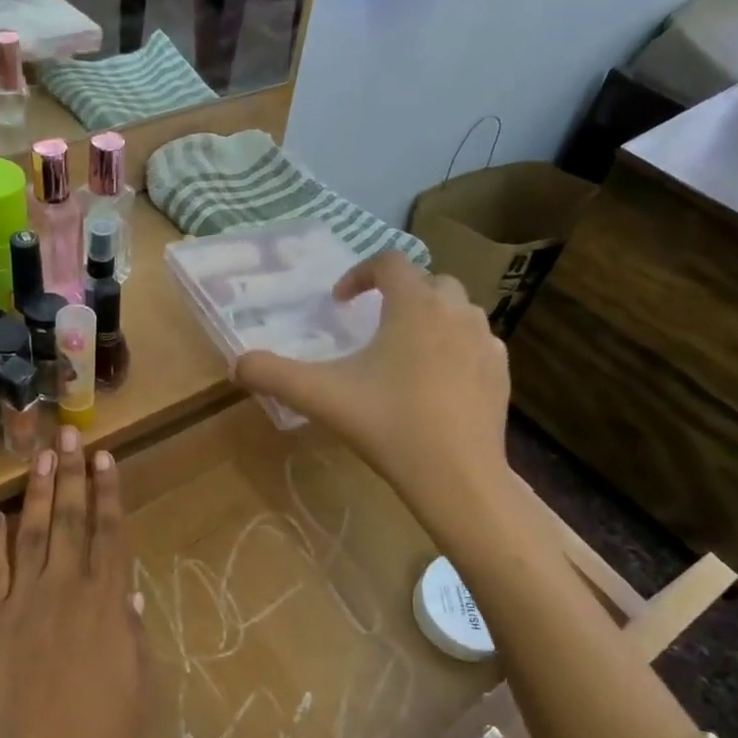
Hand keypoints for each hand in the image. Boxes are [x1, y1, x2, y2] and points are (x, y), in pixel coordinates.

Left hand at [0, 428, 144, 737]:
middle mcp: (67, 590)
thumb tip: (129, 596)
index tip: (105, 457)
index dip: (109, 492)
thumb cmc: (108, 737)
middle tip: (69, 435)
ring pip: (34, 535)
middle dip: (72, 474)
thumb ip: (131, 634)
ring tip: (41, 456)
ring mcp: (24, 604)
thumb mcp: (138, 682)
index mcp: (108, 603)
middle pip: (72, 520)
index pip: (110, 533)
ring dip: (39, 493)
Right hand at [234, 252, 509, 499]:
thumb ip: (273, 375)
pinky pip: (476, 342)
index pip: (389, 262)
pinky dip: (455, 347)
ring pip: (458, 310)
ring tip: (406, 350)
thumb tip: (237, 364)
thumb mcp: (321, 396)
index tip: (340, 301)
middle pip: (429, 281)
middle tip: (375, 323)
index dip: (360, 273)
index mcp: (414, 305)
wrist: (457, 475)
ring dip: (431, 317)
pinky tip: (438, 380)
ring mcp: (484, 341)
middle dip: (400, 293)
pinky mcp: (501, 372)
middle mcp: (455, 311)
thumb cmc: (388, 424)